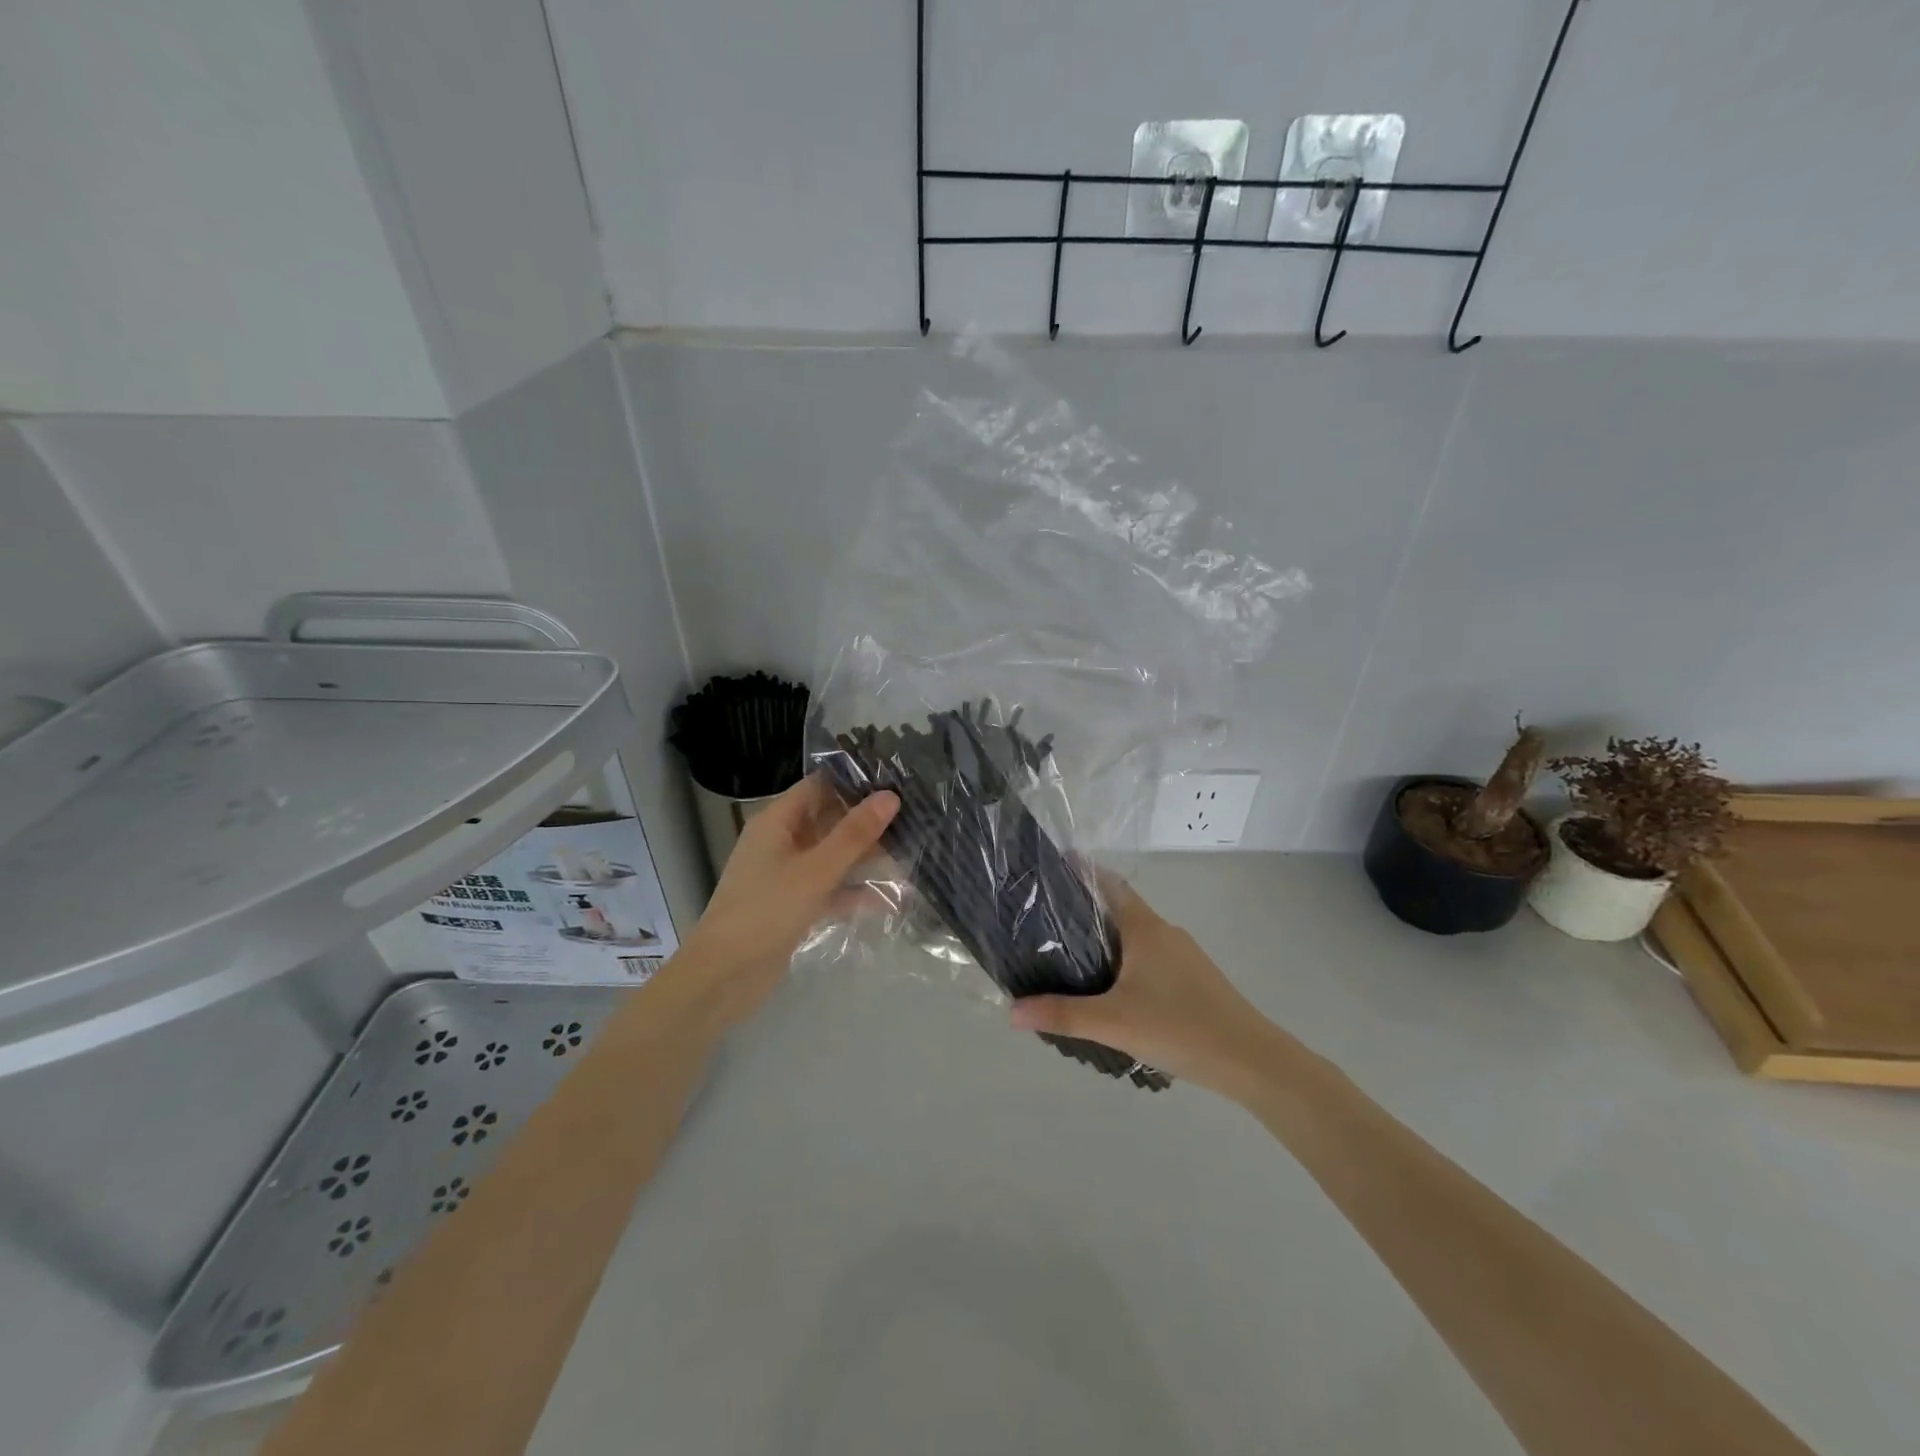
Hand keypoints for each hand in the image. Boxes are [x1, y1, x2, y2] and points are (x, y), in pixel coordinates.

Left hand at [678, 776, 898, 1030]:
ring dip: (866, 857)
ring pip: (833, 856)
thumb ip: (855, 834)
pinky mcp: (794, 906)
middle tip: (916, 816)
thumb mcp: (816, 870)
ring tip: (912, 853)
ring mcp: (787, 876)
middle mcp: (781, 842)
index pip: (819, 786)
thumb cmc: (766, 912)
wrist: (723, 978)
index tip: (897, 779)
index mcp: (777, 821)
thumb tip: (891, 796)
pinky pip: (831, 889)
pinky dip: (855, 892)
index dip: (855, 781)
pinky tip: (892, 899)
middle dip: (868, 821)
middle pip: (830, 820)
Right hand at [1008, 873, 1278, 1095]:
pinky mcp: (1195, 980)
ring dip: (1107, 943)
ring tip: (1071, 962)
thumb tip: (1011, 1010)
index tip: (1052, 870)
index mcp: (1145, 928)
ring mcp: (1184, 957)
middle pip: (1120, 910)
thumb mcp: (1113, 1022)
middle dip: (1086, 913)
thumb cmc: (1180, 1026)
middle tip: (1047, 925)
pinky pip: (1151, 960)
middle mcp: (1165, 933)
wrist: (1252, 1060)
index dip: (1082, 873)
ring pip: (1136, 939)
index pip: (1110, 884)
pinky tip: (1113, 995)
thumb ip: (1062, 1014)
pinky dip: (1127, 965)